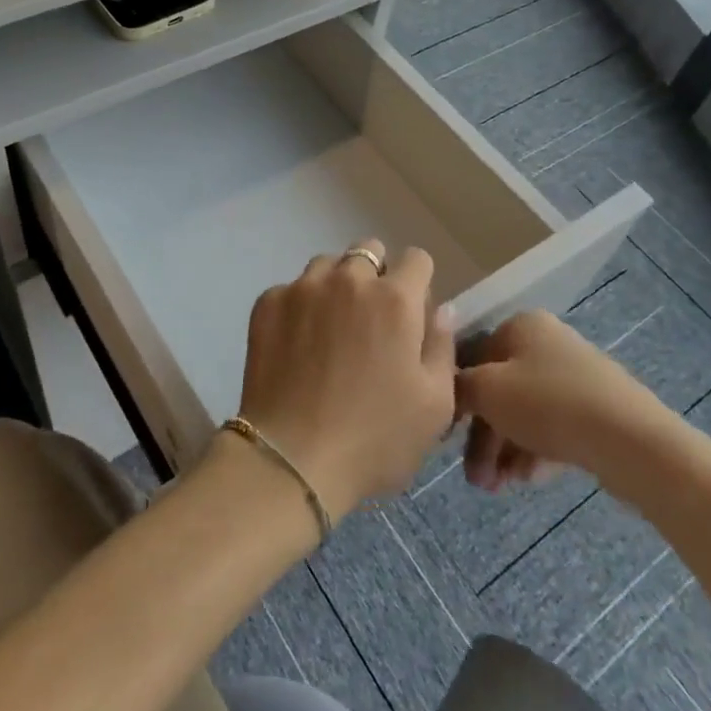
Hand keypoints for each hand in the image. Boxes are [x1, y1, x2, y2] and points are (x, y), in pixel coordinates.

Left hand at [237, 239, 457, 523]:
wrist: (290, 459)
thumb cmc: (374, 439)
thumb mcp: (434, 406)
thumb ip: (442, 346)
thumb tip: (441, 309)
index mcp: (395, 299)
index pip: (416, 259)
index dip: (419, 283)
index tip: (411, 315)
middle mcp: (349, 279)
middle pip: (369, 251)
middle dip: (376, 276)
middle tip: (371, 322)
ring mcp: (303, 287)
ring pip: (327, 265)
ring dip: (336, 286)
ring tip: (331, 330)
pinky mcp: (268, 303)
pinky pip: (292, 288)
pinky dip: (300, 307)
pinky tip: (297, 346)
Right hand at [455, 311, 680, 504]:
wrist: (632, 442)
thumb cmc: (548, 404)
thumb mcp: (487, 391)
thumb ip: (458, 387)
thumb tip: (446, 388)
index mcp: (520, 326)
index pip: (473, 358)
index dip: (457, 397)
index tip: (448, 437)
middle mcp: (548, 343)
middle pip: (500, 390)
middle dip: (484, 438)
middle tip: (475, 479)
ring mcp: (576, 377)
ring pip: (526, 413)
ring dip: (505, 451)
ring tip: (499, 487)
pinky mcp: (598, 410)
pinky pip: (554, 428)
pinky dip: (536, 452)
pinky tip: (529, 480)